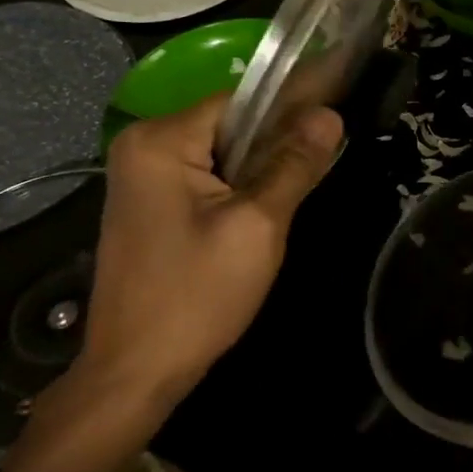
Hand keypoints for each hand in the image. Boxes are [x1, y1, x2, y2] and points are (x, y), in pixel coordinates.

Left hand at [73, 92, 343, 415]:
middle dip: (276, 145)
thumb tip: (329, 115)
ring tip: (297, 194)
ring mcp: (141, 177)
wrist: (136, 370)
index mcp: (161, 140)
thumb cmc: (197, 295)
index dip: (291, 107)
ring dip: (260, 170)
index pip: (240, 100)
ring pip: (221, 154)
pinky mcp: (149, 206)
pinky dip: (238, 188)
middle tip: (320, 170)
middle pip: (229, 125)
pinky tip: (263, 212)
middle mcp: (142, 146)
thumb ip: (293, 165)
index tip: (336, 119)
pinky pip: (206, 178)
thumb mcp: (257, 226)